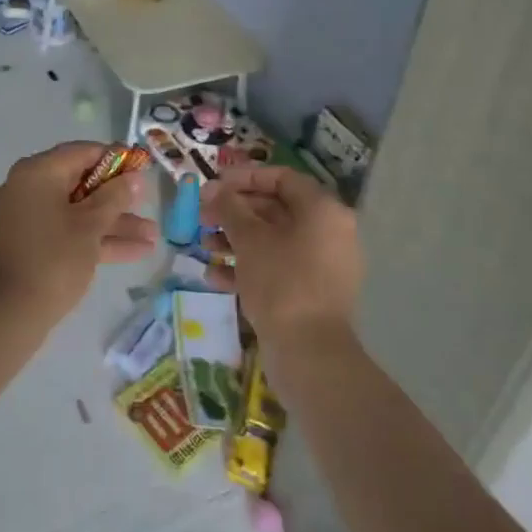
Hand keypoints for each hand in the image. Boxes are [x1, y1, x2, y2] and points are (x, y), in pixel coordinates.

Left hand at [0, 142, 157, 323]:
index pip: (82, 152)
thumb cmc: (53, 259)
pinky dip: (96, 239)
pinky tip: (136, 251)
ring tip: (153, 237)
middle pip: (82, 184)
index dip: (116, 159)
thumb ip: (115, 197)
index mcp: (38, 173)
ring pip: (79, 212)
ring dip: (115, 223)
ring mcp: (29, 218)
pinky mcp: (33, 245)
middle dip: (119, 199)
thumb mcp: (90, 225)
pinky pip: (69, 232)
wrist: (10, 315)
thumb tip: (133, 178)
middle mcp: (30, 188)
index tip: (142, 169)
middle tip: (149, 204)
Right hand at [204, 165, 363, 348]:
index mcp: (322, 210)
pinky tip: (214, 276)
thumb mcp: (249, 239)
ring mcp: (322, 265)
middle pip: (276, 209)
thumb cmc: (281, 282)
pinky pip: (277, 267)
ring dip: (236, 239)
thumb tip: (213, 189)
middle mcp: (328, 232)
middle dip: (235, 211)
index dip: (245, 177)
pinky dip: (248, 267)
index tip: (214, 185)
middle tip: (202, 216)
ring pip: (273, 240)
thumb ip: (229, 208)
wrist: (310, 353)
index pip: (282, 178)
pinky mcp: (311, 293)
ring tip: (204, 245)